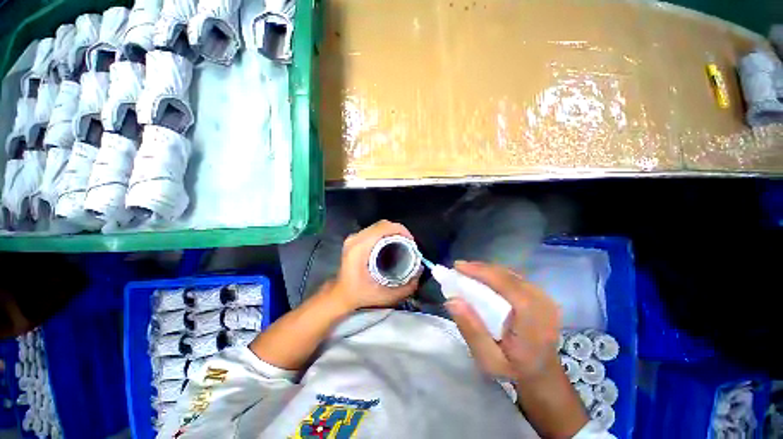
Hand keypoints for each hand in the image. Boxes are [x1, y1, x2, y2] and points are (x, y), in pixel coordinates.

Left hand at [328, 220, 419, 311]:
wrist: (340, 295)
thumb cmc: (360, 295)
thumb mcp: (385, 296)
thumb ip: (406, 287)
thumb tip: (420, 270)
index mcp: (360, 248)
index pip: (383, 227)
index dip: (401, 230)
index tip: (411, 242)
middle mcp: (355, 239)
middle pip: (382, 224)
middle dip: (399, 231)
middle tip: (409, 244)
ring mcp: (354, 237)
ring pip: (378, 226)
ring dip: (393, 232)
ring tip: (403, 244)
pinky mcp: (355, 239)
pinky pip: (374, 230)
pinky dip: (386, 234)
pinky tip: (392, 244)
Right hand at [445, 261, 561, 381]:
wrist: (542, 374)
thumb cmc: (514, 370)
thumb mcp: (488, 359)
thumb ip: (471, 330)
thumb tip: (451, 300)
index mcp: (532, 318)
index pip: (506, 284)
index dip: (480, 271)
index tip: (457, 267)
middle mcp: (542, 301)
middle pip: (507, 275)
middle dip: (480, 268)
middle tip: (458, 269)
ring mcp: (543, 296)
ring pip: (510, 273)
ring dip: (486, 270)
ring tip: (467, 272)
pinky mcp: (540, 294)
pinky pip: (514, 278)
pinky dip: (495, 275)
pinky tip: (483, 278)